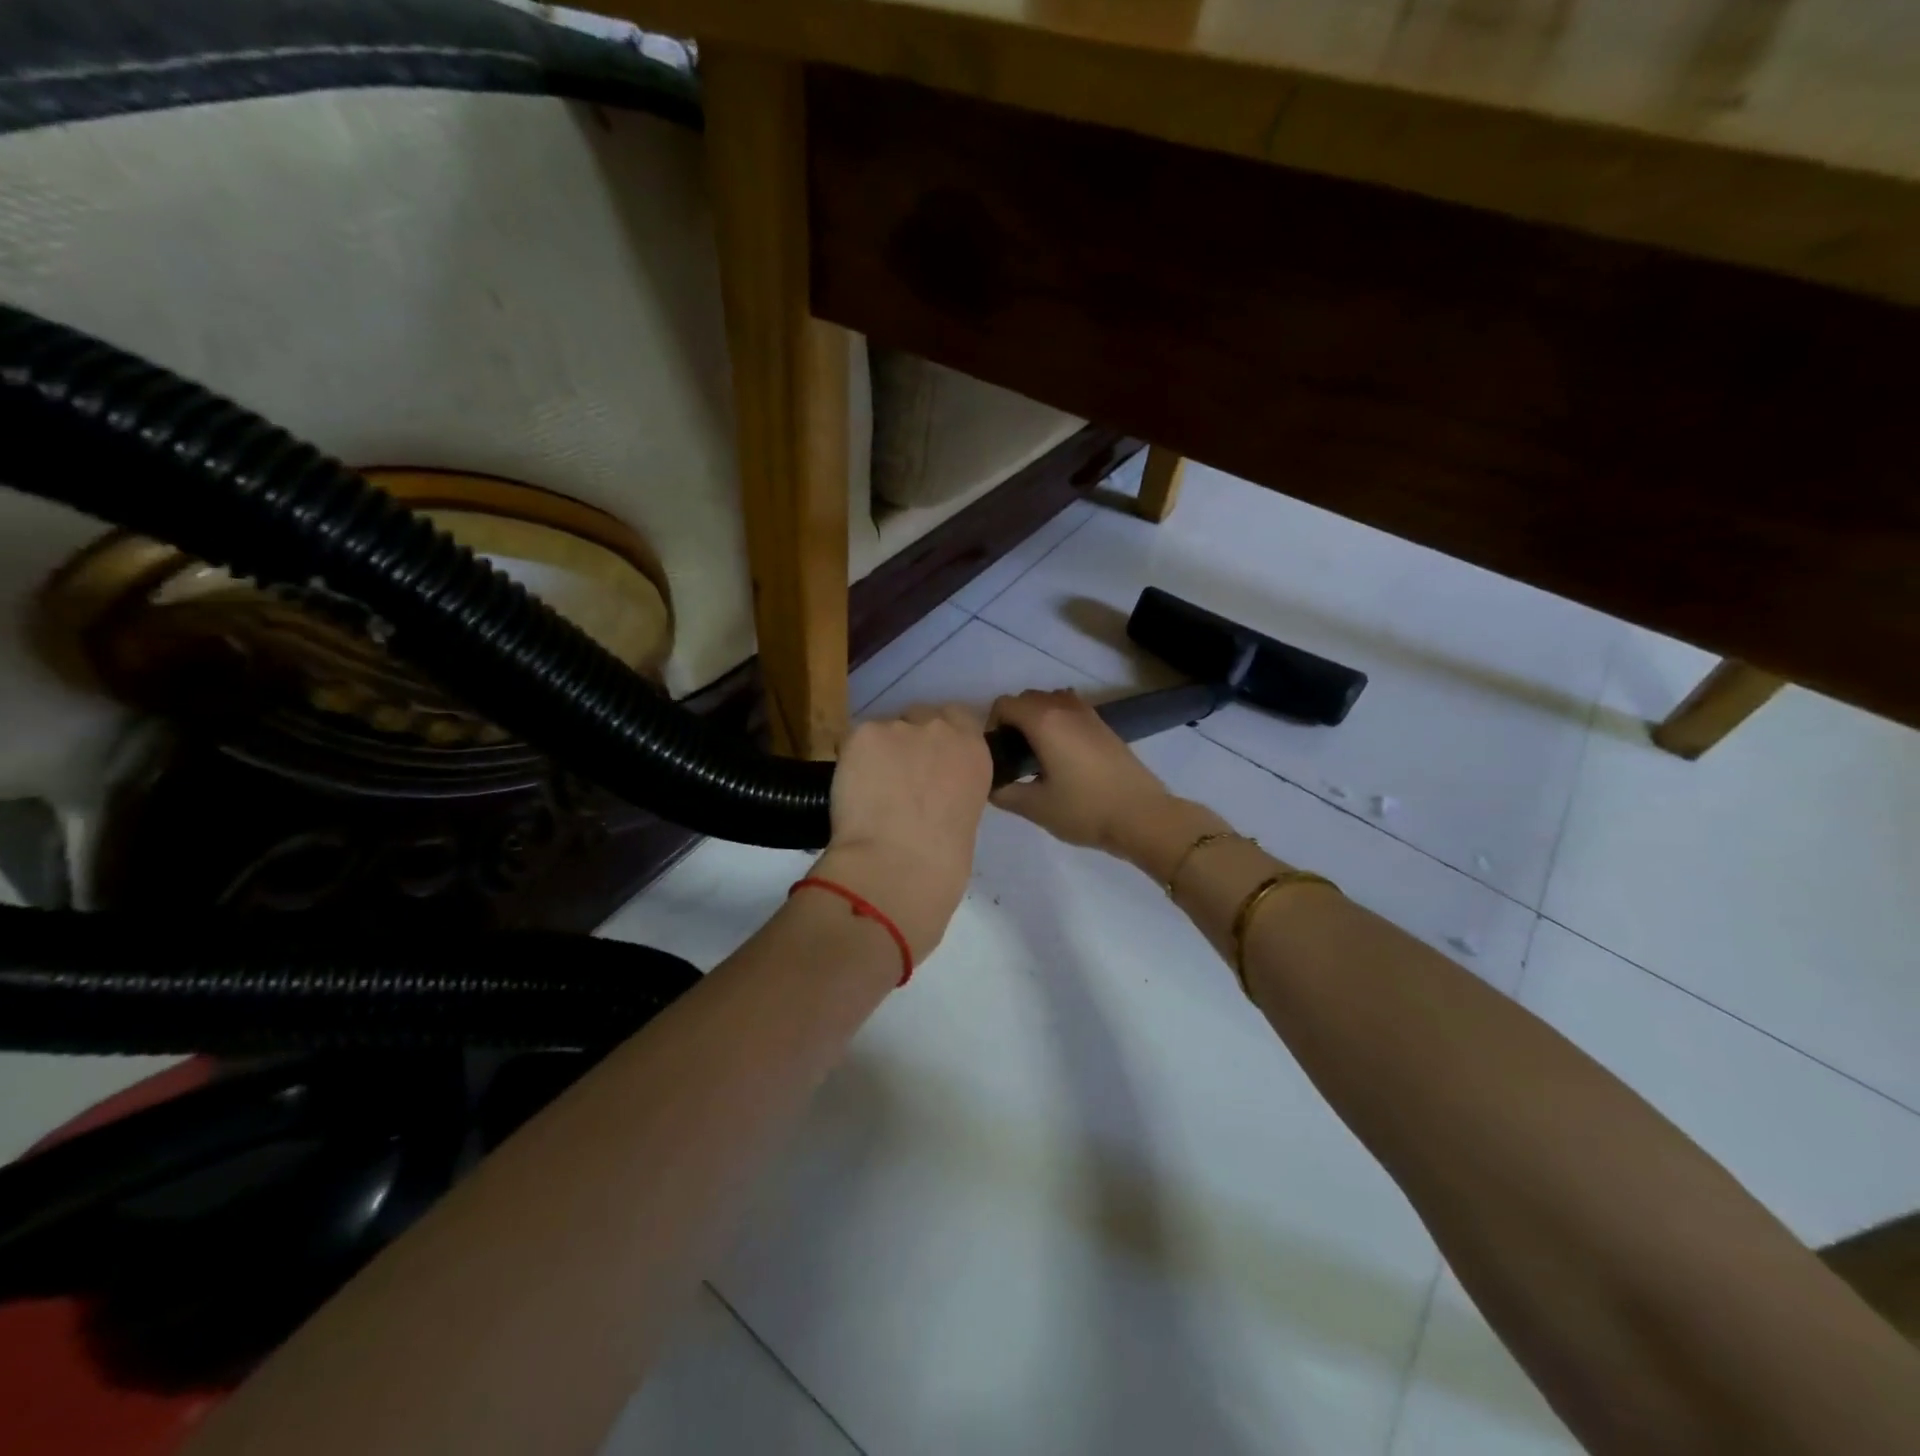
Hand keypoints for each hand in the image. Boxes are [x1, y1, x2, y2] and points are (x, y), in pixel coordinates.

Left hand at [812, 704, 991, 960]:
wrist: (898, 865)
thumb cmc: (942, 861)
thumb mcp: (966, 815)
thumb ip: (953, 789)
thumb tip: (931, 794)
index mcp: (975, 751)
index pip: (959, 717)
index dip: (940, 738)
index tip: (929, 760)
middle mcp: (941, 729)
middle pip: (920, 717)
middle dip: (909, 741)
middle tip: (897, 777)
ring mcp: (900, 728)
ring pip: (885, 730)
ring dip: (879, 753)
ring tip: (869, 790)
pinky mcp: (864, 734)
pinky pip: (855, 742)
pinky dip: (851, 761)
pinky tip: (851, 789)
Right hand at [986, 690, 1182, 856]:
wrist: (1142, 816)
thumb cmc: (1085, 810)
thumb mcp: (1035, 807)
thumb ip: (1004, 793)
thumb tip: (990, 784)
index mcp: (1044, 721)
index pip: (1004, 705)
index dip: (991, 726)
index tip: (996, 754)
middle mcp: (1064, 707)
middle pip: (1026, 698)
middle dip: (1012, 720)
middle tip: (1012, 756)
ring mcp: (1088, 713)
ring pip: (1050, 701)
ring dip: (1036, 717)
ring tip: (1036, 752)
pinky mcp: (1103, 725)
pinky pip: (1070, 709)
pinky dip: (1057, 721)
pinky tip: (1061, 754)